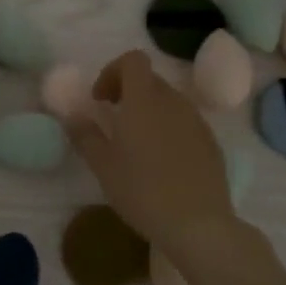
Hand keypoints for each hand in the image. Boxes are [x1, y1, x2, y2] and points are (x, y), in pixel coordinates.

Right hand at [64, 51, 235, 256]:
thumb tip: (74, 116)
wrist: (198, 224)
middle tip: (112, 120)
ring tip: (135, 144)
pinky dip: (168, 129)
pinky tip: (160, 163)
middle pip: (150, 79)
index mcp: (144, 100)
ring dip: (148, 111)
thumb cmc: (142, 191)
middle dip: (128, 91)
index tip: (100, 99)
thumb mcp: (103, 165)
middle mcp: (173, 102)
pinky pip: (185, 122)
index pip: (133, 60)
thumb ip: (85, 135)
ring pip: (168, 101)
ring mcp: (197, 121)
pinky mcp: (211, 143)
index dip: (112, 71)